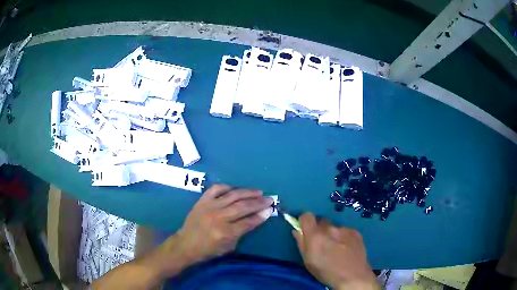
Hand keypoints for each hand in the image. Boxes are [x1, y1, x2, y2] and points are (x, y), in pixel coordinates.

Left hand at [167, 184, 273, 265]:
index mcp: (225, 233)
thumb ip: (242, 232)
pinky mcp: (202, 201)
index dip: (261, 216)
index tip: (271, 210)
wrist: (186, 244)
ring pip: (233, 196)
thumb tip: (256, 217)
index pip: (248, 222)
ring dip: (248, 192)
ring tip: (259, 192)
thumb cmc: (208, 250)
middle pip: (243, 207)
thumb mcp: (228, 247)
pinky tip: (236, 189)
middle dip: (259, 202)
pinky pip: (216, 189)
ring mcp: (209, 207)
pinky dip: (227, 187)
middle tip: (270, 199)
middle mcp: (218, 217)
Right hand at [293, 213, 378, 289]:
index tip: (306, 229)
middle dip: (319, 230)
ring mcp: (344, 229)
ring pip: (334, 227)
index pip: (306, 216)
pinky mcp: (355, 232)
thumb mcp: (308, 261)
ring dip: (333, 234)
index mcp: (315, 235)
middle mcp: (330, 228)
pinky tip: (347, 249)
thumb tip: (297, 230)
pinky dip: (344, 237)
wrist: (353, 276)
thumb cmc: (326, 272)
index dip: (305, 221)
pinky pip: (345, 231)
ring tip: (337, 248)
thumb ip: (301, 243)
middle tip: (322, 243)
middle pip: (321, 221)